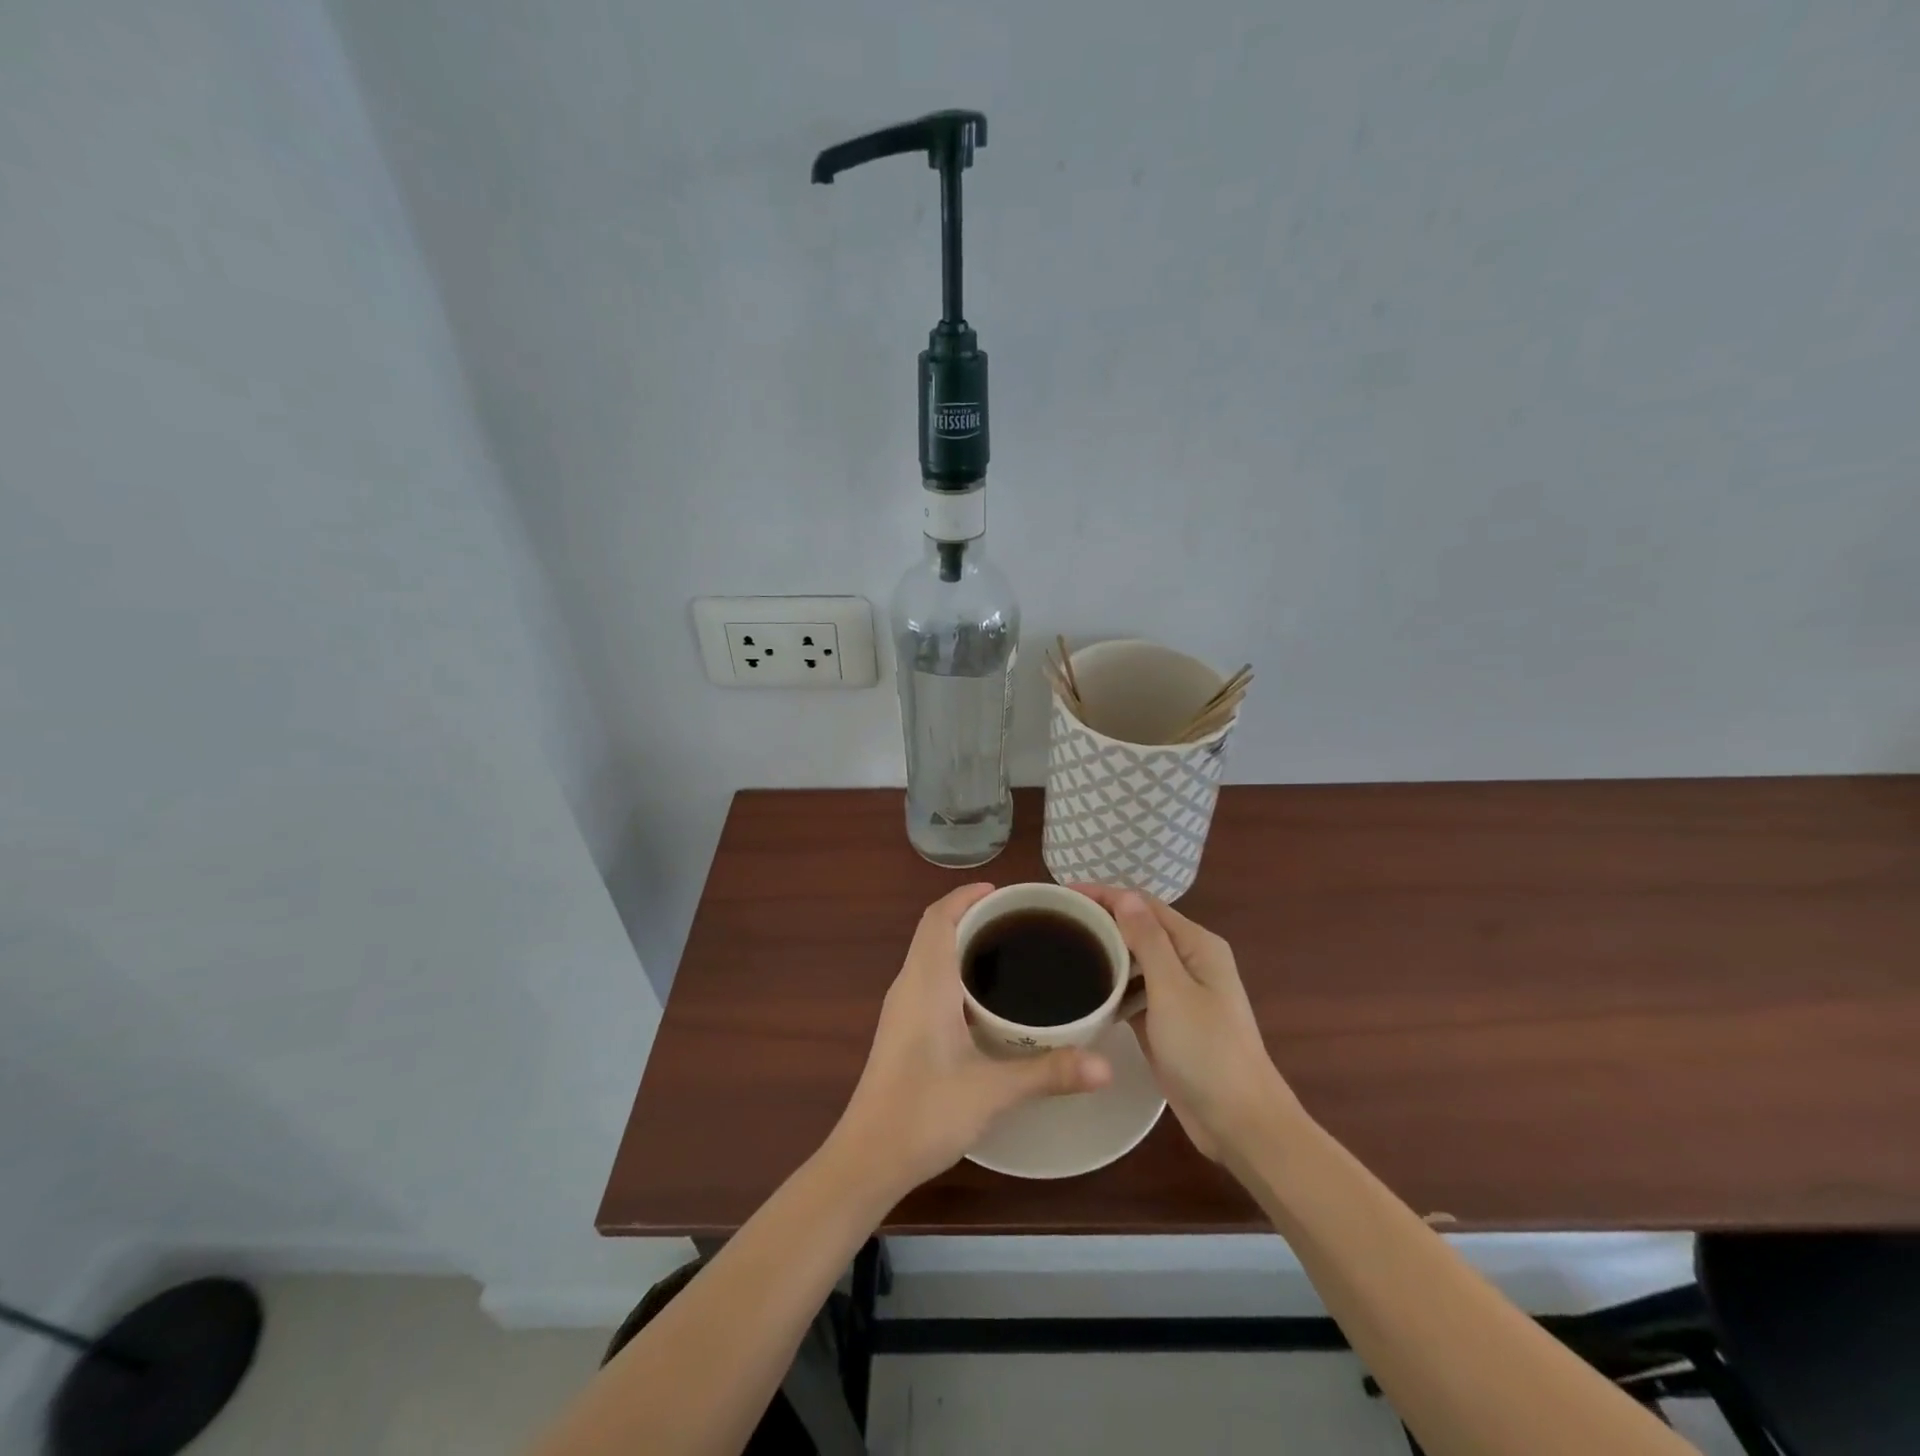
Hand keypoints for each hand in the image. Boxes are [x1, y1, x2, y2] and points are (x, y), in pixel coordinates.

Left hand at [830, 883, 1113, 1196]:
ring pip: (930, 956)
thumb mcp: (992, 1091)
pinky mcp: (902, 1031)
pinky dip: (954, 971)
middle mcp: (908, 986)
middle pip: (935, 931)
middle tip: (1020, 922)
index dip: (965, 896)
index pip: (938, 918)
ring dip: (961, 943)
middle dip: (971, 916)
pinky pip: (928, 980)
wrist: (868, 1158)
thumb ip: (1048, 1073)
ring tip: (1009, 951)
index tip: (1002, 892)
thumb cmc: (924, 1113)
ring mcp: (901, 1010)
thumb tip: (1107, 1066)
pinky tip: (986, 1000)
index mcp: (925, 982)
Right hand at [1072, 886, 1299, 1160]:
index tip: (1061, 896)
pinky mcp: (1168, 1022)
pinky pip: (1135, 992)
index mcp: (1196, 945)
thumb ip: (1148, 940)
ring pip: (1134, 961)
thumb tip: (1125, 895)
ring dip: (1104, 953)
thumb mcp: (1173, 989)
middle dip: (1101, 921)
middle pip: (1139, 929)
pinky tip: (1083, 990)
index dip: (1103, 895)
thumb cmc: (1206, 1051)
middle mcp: (1189, 961)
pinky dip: (1112, 986)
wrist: (1239, 1123)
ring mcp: (1180, 993)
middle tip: (1054, 924)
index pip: (1143, 904)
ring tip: (1061, 951)